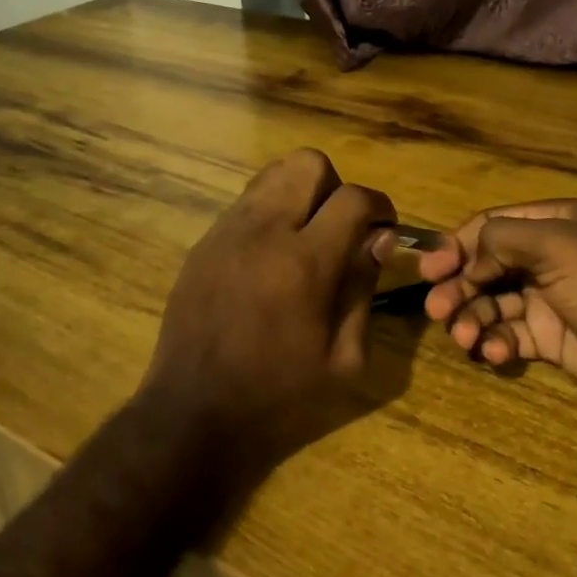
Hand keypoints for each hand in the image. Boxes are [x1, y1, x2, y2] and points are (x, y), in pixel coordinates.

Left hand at [138, 149, 396, 477]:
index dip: (380, 207)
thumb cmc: (278, 397)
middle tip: (339, 229)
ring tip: (305, 239)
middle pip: (308, 163)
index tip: (384, 230)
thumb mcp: (344, 360)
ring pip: (272, 175)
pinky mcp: (203, 243)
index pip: (354, 198)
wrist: (193, 413)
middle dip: (335, 187)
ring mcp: (226, 232)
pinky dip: (269, 215)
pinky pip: (246, 204)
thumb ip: (363, 289)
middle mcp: (263, 232)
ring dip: (300, 195)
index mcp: (304, 263)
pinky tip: (269, 259)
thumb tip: (380, 240)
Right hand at [418, 200, 576, 413]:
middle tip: (437, 311)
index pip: (489, 227)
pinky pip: (511, 336)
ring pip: (493, 304)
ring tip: (466, 336)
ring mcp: (550, 301)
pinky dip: (496, 343)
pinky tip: (496, 353)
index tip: (429, 271)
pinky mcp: (554, 341)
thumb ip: (503, 239)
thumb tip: (466, 256)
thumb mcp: (557, 244)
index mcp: (552, 224)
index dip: (455, 246)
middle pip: (485, 267)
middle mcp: (547, 258)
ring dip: (472, 317)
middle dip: (458, 286)